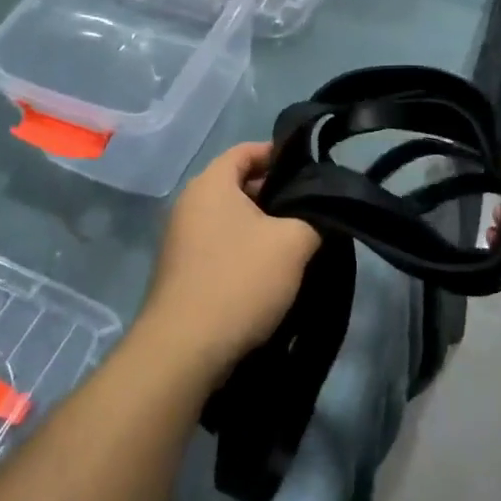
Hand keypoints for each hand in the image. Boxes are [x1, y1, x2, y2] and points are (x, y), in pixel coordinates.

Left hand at [138, 143, 319, 379]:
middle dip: (275, 195)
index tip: (311, 171)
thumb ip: (313, 218)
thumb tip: (320, 213)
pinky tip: (269, 272)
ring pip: (231, 219)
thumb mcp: (293, 243)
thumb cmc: (240, 280)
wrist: (184, 349)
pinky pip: (219, 246)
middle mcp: (189, 204)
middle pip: (238, 184)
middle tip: (311, 211)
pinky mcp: (181, 272)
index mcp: (211, 184)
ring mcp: (180, 239)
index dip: (279, 155)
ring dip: (262, 226)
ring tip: (297, 243)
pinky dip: (244, 250)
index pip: (246, 151)